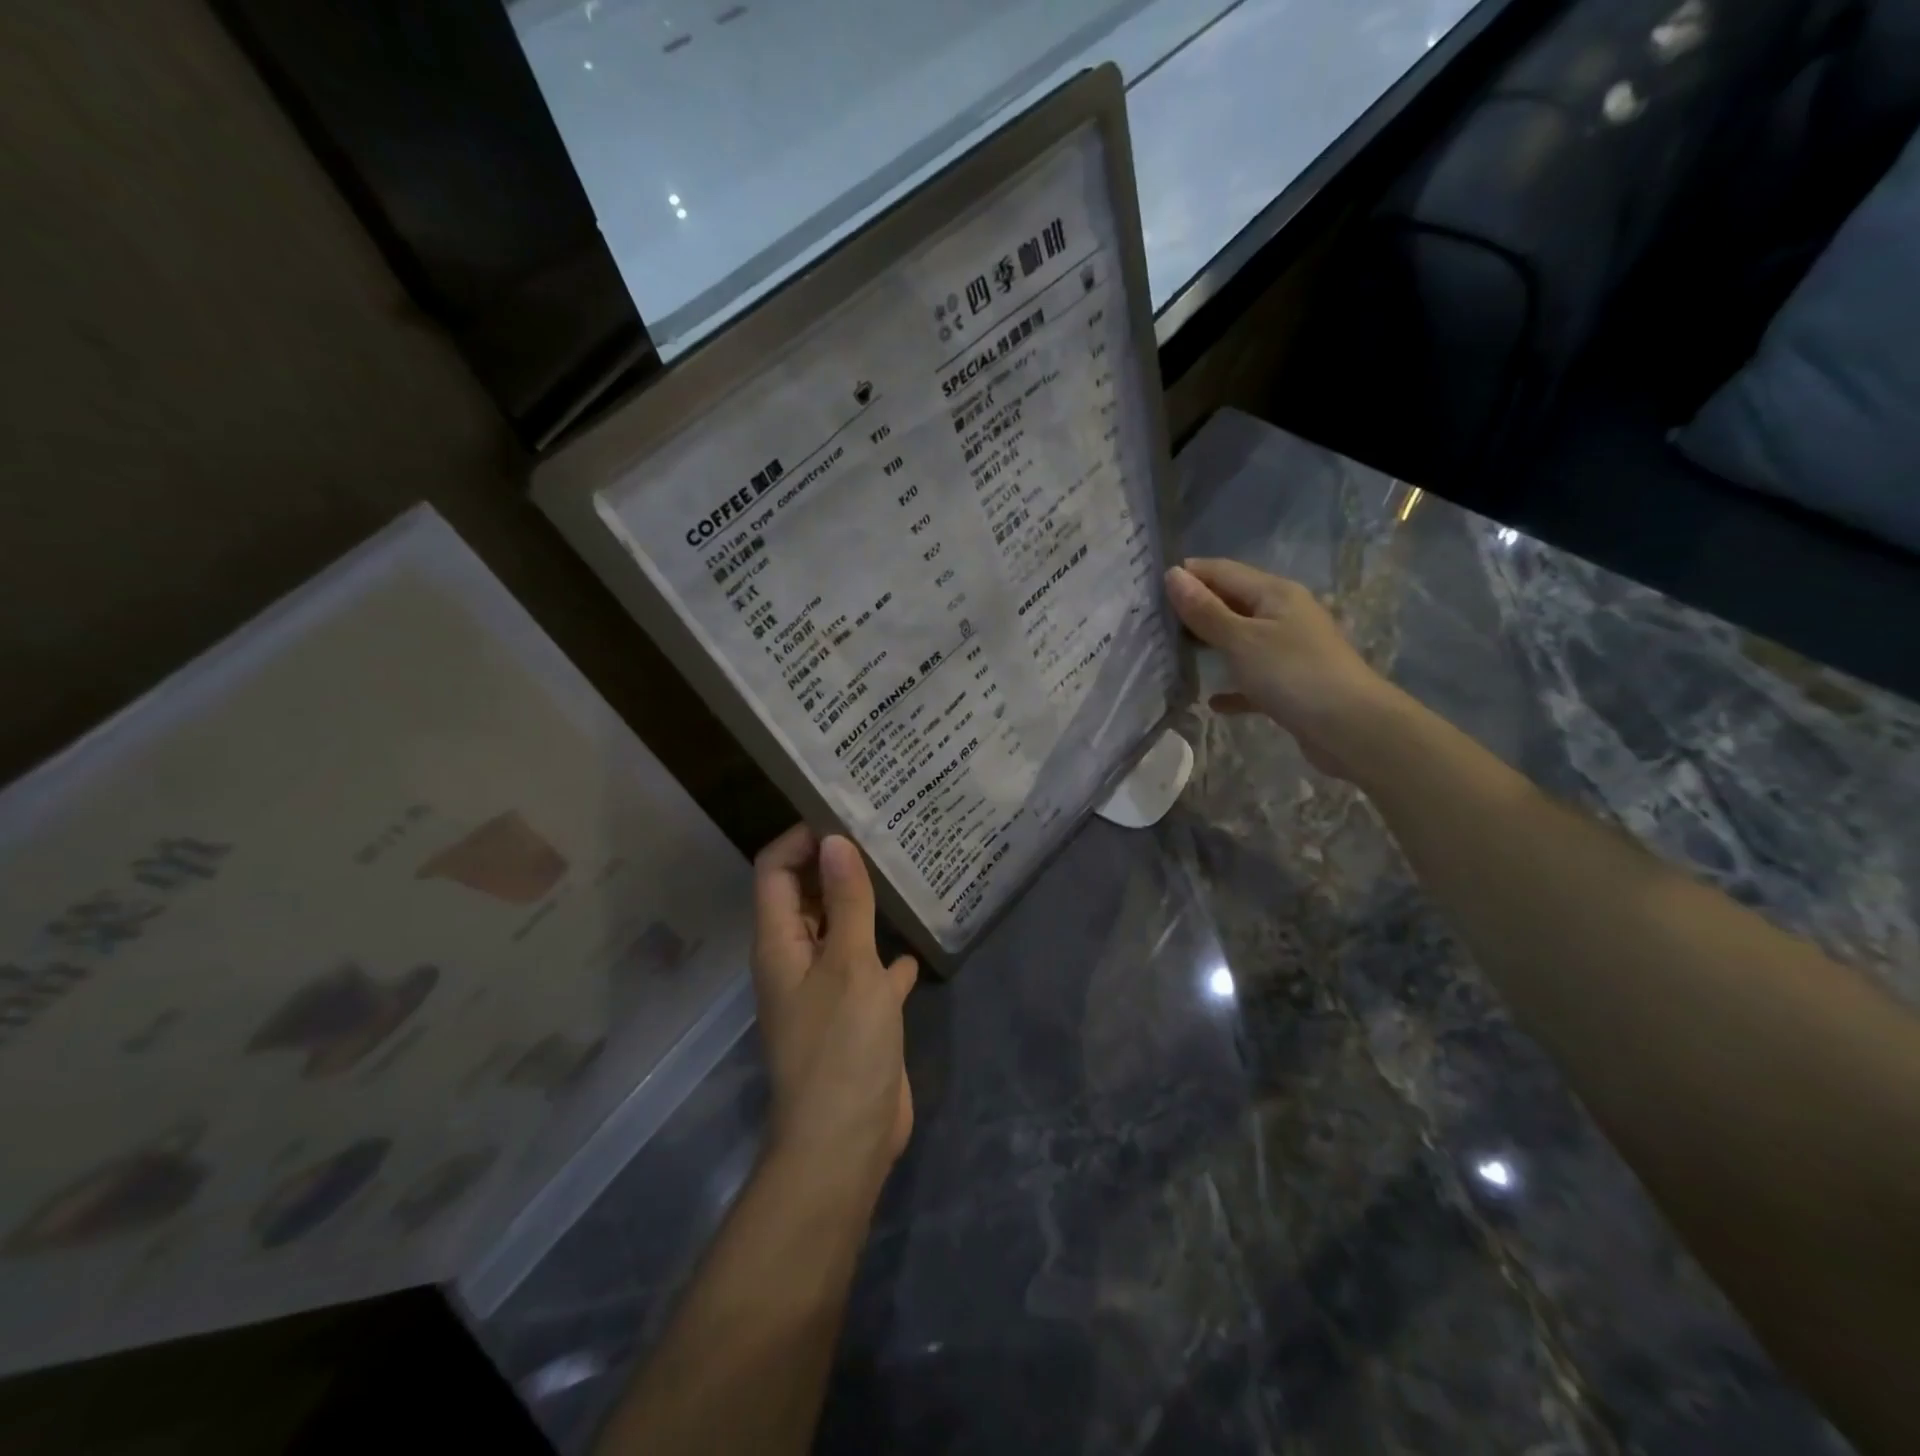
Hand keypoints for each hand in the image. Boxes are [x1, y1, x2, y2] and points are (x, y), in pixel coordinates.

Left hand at [751, 826, 917, 1202]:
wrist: (845, 1142)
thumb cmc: (842, 1047)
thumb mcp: (849, 965)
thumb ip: (847, 902)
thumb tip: (835, 840)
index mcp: (780, 943)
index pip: (776, 870)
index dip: (802, 840)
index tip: (845, 817)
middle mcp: (795, 960)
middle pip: (805, 896)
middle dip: (835, 865)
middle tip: (882, 836)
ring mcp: (823, 990)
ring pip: (839, 931)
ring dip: (861, 905)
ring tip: (900, 875)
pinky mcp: (852, 1015)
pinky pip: (866, 968)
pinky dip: (884, 953)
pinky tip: (915, 944)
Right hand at [1165, 558, 1398, 780]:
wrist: (1351, 729)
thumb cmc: (1293, 674)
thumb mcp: (1241, 640)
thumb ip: (1205, 611)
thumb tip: (1173, 575)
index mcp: (1275, 593)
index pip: (1223, 571)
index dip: (1189, 574)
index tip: (1148, 586)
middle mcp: (1284, 614)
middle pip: (1232, 603)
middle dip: (1196, 609)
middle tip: (1152, 621)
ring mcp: (1290, 650)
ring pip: (1241, 640)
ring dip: (1211, 645)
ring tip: (1171, 654)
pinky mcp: (1292, 685)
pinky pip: (1253, 679)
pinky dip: (1233, 685)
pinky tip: (1212, 700)